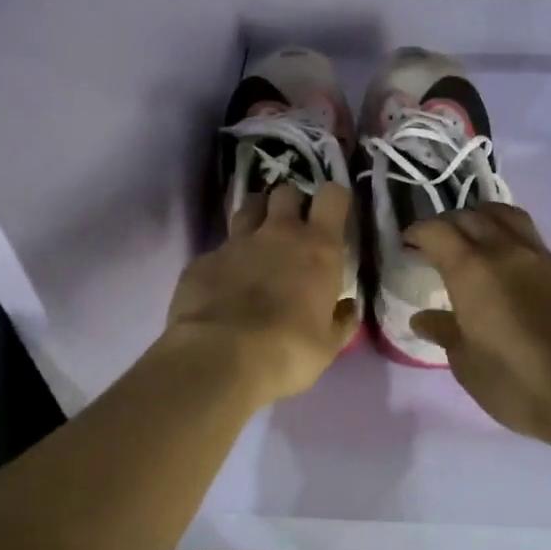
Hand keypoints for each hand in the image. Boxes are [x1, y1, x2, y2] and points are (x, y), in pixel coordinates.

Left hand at [165, 182, 358, 405]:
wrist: (220, 358)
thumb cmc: (288, 351)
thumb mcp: (328, 345)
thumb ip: (340, 320)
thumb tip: (347, 306)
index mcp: (318, 248)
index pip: (332, 196)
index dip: (333, 200)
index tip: (332, 216)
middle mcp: (278, 233)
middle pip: (286, 191)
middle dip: (290, 204)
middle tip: (292, 231)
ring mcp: (236, 242)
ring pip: (248, 207)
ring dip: (256, 218)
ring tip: (257, 244)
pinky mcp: (203, 259)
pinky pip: (218, 249)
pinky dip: (224, 261)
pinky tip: (222, 285)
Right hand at [405, 205, 550, 449]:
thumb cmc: (517, 383)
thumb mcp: (466, 365)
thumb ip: (444, 332)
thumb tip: (423, 318)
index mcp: (471, 270)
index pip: (437, 230)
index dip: (419, 231)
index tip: (410, 242)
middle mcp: (507, 252)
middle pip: (473, 216)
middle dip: (451, 222)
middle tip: (441, 241)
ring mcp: (547, 259)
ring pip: (512, 219)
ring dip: (489, 220)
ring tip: (481, 237)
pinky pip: (542, 249)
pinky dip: (522, 251)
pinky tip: (524, 277)